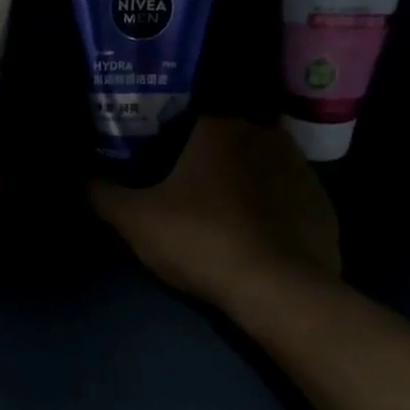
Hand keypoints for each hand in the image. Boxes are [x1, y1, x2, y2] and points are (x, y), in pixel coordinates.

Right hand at [90, 118, 339, 314]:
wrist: (280, 289)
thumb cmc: (202, 241)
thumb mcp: (136, 222)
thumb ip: (103, 193)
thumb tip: (87, 178)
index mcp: (217, 127)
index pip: (181, 120)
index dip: (163, 143)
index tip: (154, 168)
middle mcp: (262, 133)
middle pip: (221, 142)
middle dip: (204, 163)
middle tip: (185, 195)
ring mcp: (299, 166)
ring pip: (257, 166)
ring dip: (241, 183)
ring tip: (223, 217)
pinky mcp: (322, 200)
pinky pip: (286, 196)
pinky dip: (272, 209)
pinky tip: (259, 236)